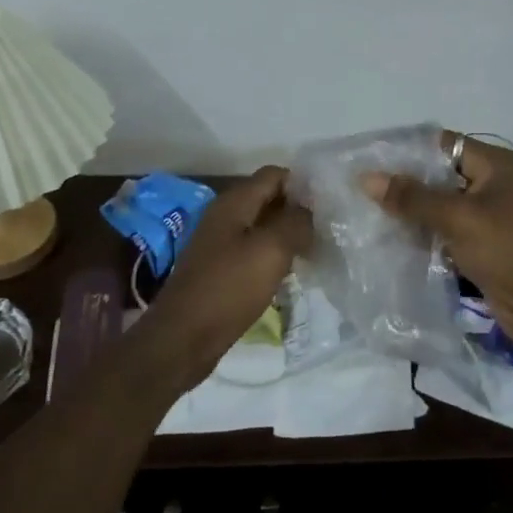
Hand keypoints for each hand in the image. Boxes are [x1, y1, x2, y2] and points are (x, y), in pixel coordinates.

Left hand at [144, 166, 312, 390]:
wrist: (183, 338)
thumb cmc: (229, 288)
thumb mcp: (271, 250)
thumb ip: (296, 222)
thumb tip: (312, 209)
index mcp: (234, 202)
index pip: (275, 174)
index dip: (303, 184)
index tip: (329, 205)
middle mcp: (225, 215)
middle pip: (269, 199)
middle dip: (298, 210)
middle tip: (328, 230)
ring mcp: (221, 243)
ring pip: (263, 227)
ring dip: (288, 235)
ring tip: (317, 251)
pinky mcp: (221, 269)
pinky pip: (254, 251)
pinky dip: (274, 256)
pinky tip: (291, 273)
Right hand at [361, 134, 512, 357]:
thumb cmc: (509, 250)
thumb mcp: (459, 218)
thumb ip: (412, 197)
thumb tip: (366, 177)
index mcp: (495, 165)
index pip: (443, 145)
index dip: (407, 150)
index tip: (369, 159)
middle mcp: (492, 185)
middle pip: (440, 175)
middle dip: (404, 183)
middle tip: (362, 189)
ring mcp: (488, 217)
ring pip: (440, 206)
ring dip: (411, 212)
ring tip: (368, 214)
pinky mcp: (482, 246)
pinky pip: (446, 232)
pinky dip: (423, 235)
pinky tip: (391, 241)